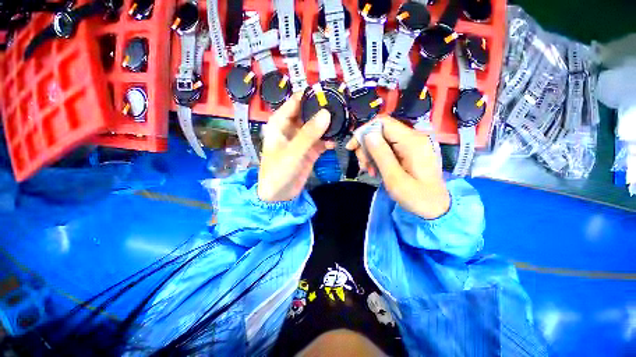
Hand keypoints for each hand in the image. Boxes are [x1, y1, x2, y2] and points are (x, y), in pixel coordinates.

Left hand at [258, 94, 334, 201]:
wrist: (279, 195)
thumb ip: (309, 134)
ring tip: (344, 121)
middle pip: (309, 113)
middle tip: (342, 107)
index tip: (330, 92)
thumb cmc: (278, 172)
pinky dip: (329, 139)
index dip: (312, 95)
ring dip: (329, 125)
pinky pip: (321, 141)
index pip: (296, 102)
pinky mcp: (310, 150)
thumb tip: (326, 113)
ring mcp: (302, 140)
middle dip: (324, 110)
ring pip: (317, 127)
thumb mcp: (292, 152)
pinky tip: (337, 139)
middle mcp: (292, 128)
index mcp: (280, 123)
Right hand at [346, 116, 449, 218]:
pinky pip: (388, 148)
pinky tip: (375, 170)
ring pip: (382, 140)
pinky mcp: (409, 152)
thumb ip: (382, 155)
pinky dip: (378, 157)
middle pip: (381, 131)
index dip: (364, 131)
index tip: (352, 148)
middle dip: (366, 146)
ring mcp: (412, 145)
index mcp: (412, 142)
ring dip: (370, 154)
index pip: (383, 123)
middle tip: (362, 165)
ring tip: (369, 170)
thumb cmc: (416, 197)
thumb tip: (368, 135)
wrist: (437, 209)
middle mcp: (413, 138)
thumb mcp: (395, 178)